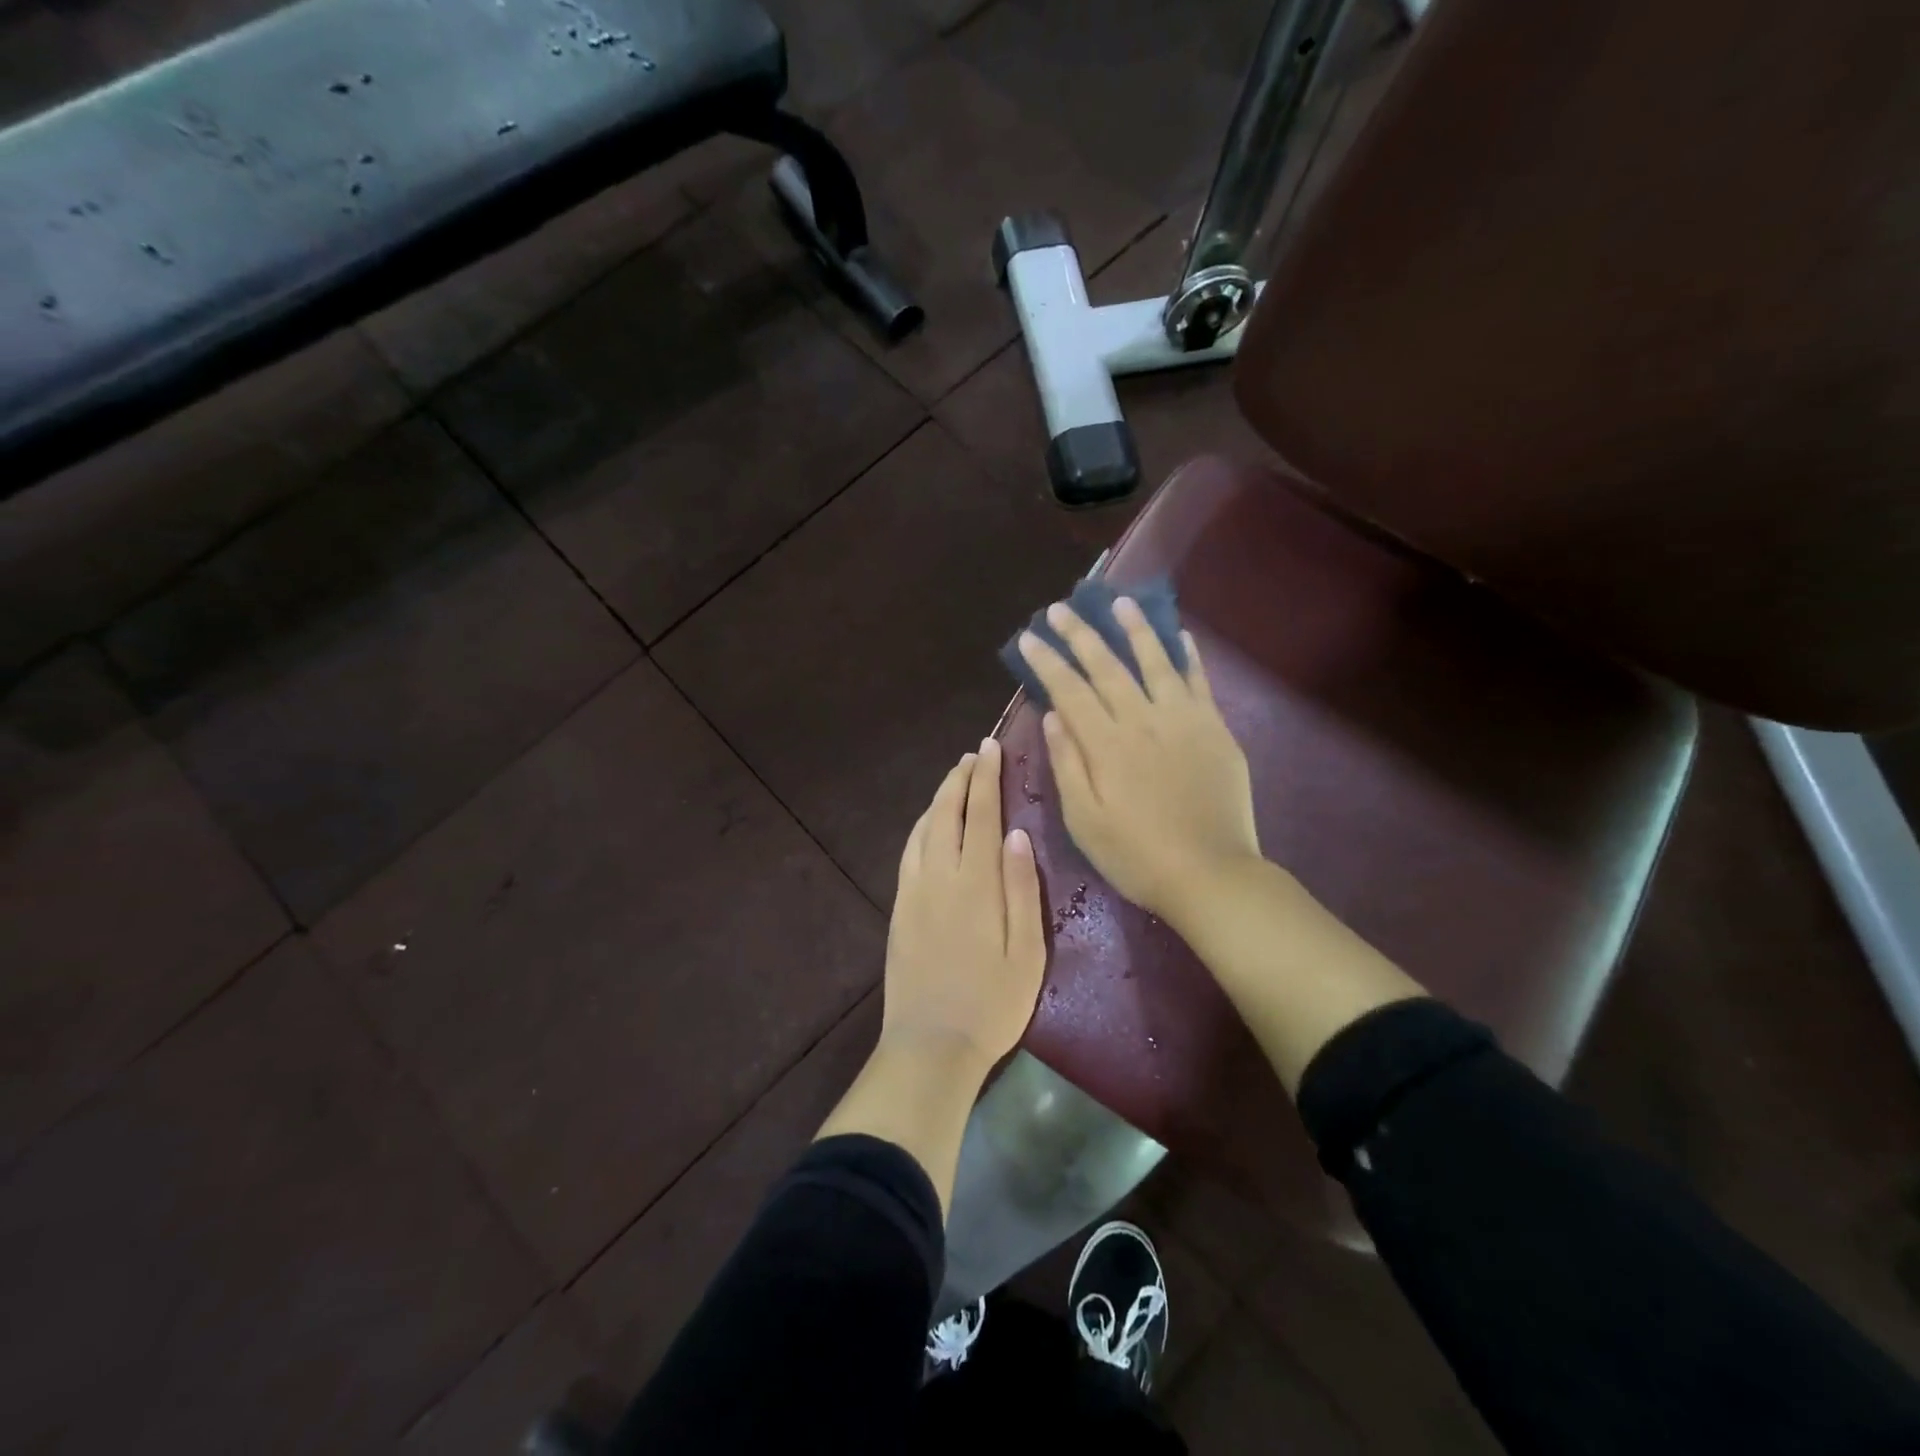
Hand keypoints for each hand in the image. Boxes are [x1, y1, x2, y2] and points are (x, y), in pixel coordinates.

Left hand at [881, 739, 1045, 1074]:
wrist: (930, 1046)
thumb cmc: (992, 1004)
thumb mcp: (1026, 953)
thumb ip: (1021, 889)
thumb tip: (1017, 834)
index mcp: (975, 884)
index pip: (980, 815)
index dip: (986, 778)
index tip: (991, 749)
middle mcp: (938, 877)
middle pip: (946, 812)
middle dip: (960, 778)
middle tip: (974, 754)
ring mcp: (913, 891)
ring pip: (923, 828)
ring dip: (939, 798)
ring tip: (955, 780)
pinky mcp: (899, 908)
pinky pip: (909, 852)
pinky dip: (922, 826)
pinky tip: (930, 825)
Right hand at [1018, 597, 1260, 928]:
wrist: (1211, 874)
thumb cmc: (1136, 855)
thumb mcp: (1085, 820)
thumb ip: (1067, 764)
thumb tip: (1052, 715)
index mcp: (1106, 744)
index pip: (1069, 690)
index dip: (1047, 661)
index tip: (1029, 636)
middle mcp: (1143, 720)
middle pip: (1107, 666)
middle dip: (1081, 634)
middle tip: (1061, 608)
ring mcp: (1183, 720)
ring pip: (1155, 661)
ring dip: (1135, 629)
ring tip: (1120, 602)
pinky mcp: (1214, 728)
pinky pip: (1198, 681)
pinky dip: (1187, 655)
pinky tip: (1179, 634)